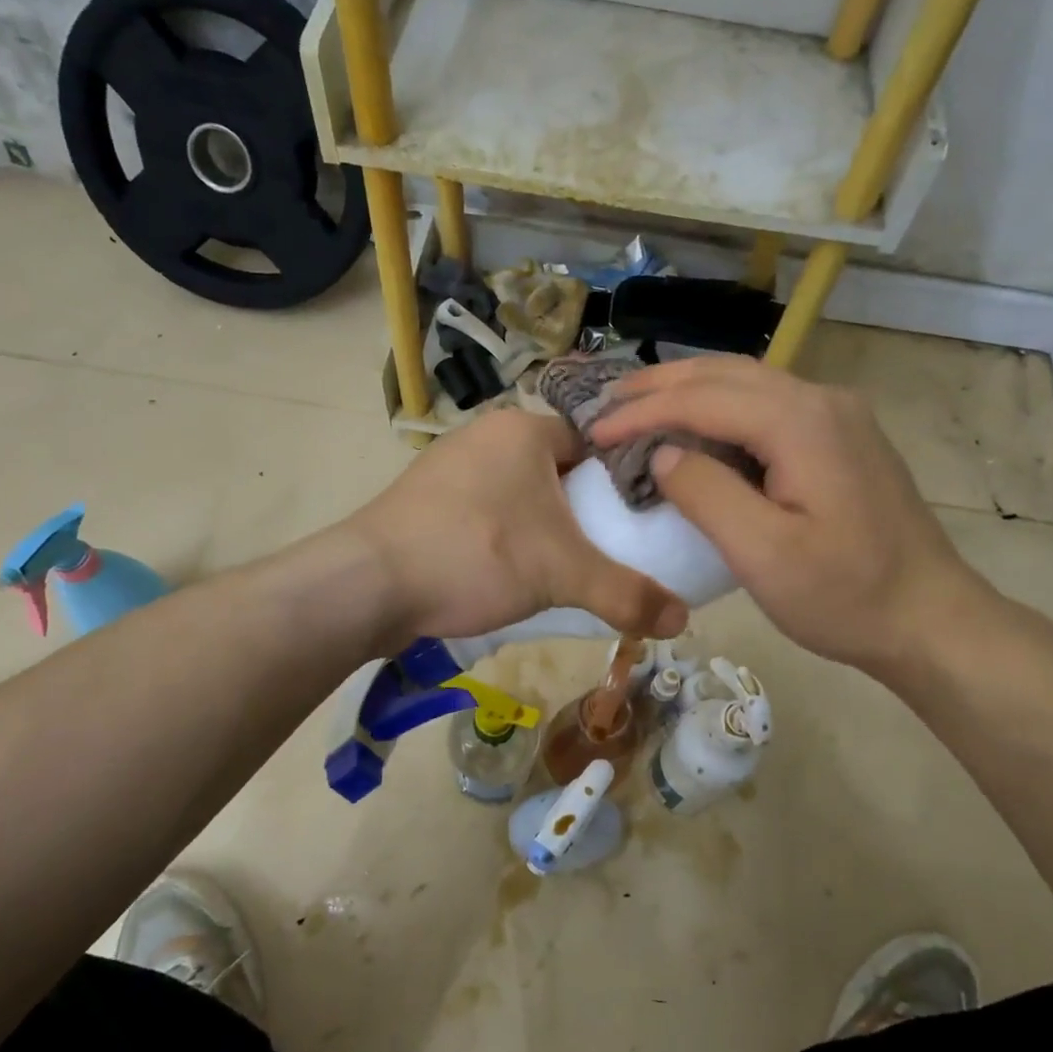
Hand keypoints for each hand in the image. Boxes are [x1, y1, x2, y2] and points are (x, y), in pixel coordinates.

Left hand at [347, 408, 688, 646]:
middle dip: (584, 509)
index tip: (643, 519)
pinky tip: (513, 573)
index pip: (594, 442)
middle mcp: (486, 436)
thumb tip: (684, 622)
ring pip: (520, 494)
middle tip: (611, 550)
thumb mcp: (562, 574)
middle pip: (558, 471)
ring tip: (568, 568)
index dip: (622, 479)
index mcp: (523, 429)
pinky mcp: (426, 502)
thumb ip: (627, 594)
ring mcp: (450, 468)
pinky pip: (486, 513)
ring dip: (544, 527)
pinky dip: (506, 538)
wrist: (368, 584)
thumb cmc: (476, 555)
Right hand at [589, 355, 986, 671]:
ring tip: (640, 406)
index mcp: (802, 422)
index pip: (704, 399)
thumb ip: (706, 494)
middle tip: (606, 403)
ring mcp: (838, 416)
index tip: (594, 431)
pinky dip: (721, 408)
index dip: (643, 412)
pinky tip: (699, 427)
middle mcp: (822, 401)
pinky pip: (769, 405)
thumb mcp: (764, 554)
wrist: (930, 618)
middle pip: (726, 374)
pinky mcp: (843, 438)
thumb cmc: (845, 596)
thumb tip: (663, 453)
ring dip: (690, 390)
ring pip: (749, 383)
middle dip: (660, 386)